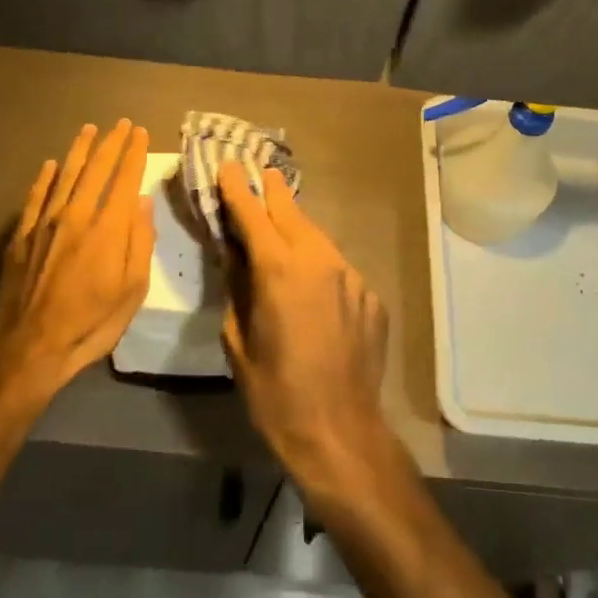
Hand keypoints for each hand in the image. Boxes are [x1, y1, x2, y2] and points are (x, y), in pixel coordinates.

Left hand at [0, 119, 154, 402]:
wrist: (29, 347)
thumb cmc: (91, 324)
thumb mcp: (132, 291)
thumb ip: (139, 242)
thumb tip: (142, 201)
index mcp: (108, 229)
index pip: (124, 179)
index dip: (133, 153)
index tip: (139, 132)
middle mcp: (75, 215)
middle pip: (95, 170)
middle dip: (110, 144)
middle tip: (120, 124)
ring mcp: (44, 223)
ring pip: (64, 175)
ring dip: (79, 150)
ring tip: (89, 129)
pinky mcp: (21, 236)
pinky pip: (35, 196)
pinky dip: (45, 177)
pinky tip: (51, 164)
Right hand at [216, 163, 392, 491]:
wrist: (339, 430)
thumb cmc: (274, 391)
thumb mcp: (238, 339)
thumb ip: (236, 288)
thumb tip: (234, 255)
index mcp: (279, 269)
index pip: (252, 214)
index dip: (237, 189)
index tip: (227, 166)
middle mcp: (319, 261)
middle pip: (291, 213)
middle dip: (272, 192)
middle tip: (260, 172)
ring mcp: (351, 276)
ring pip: (318, 238)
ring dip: (297, 228)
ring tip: (281, 222)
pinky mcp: (370, 296)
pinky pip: (338, 269)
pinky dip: (320, 265)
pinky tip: (311, 283)